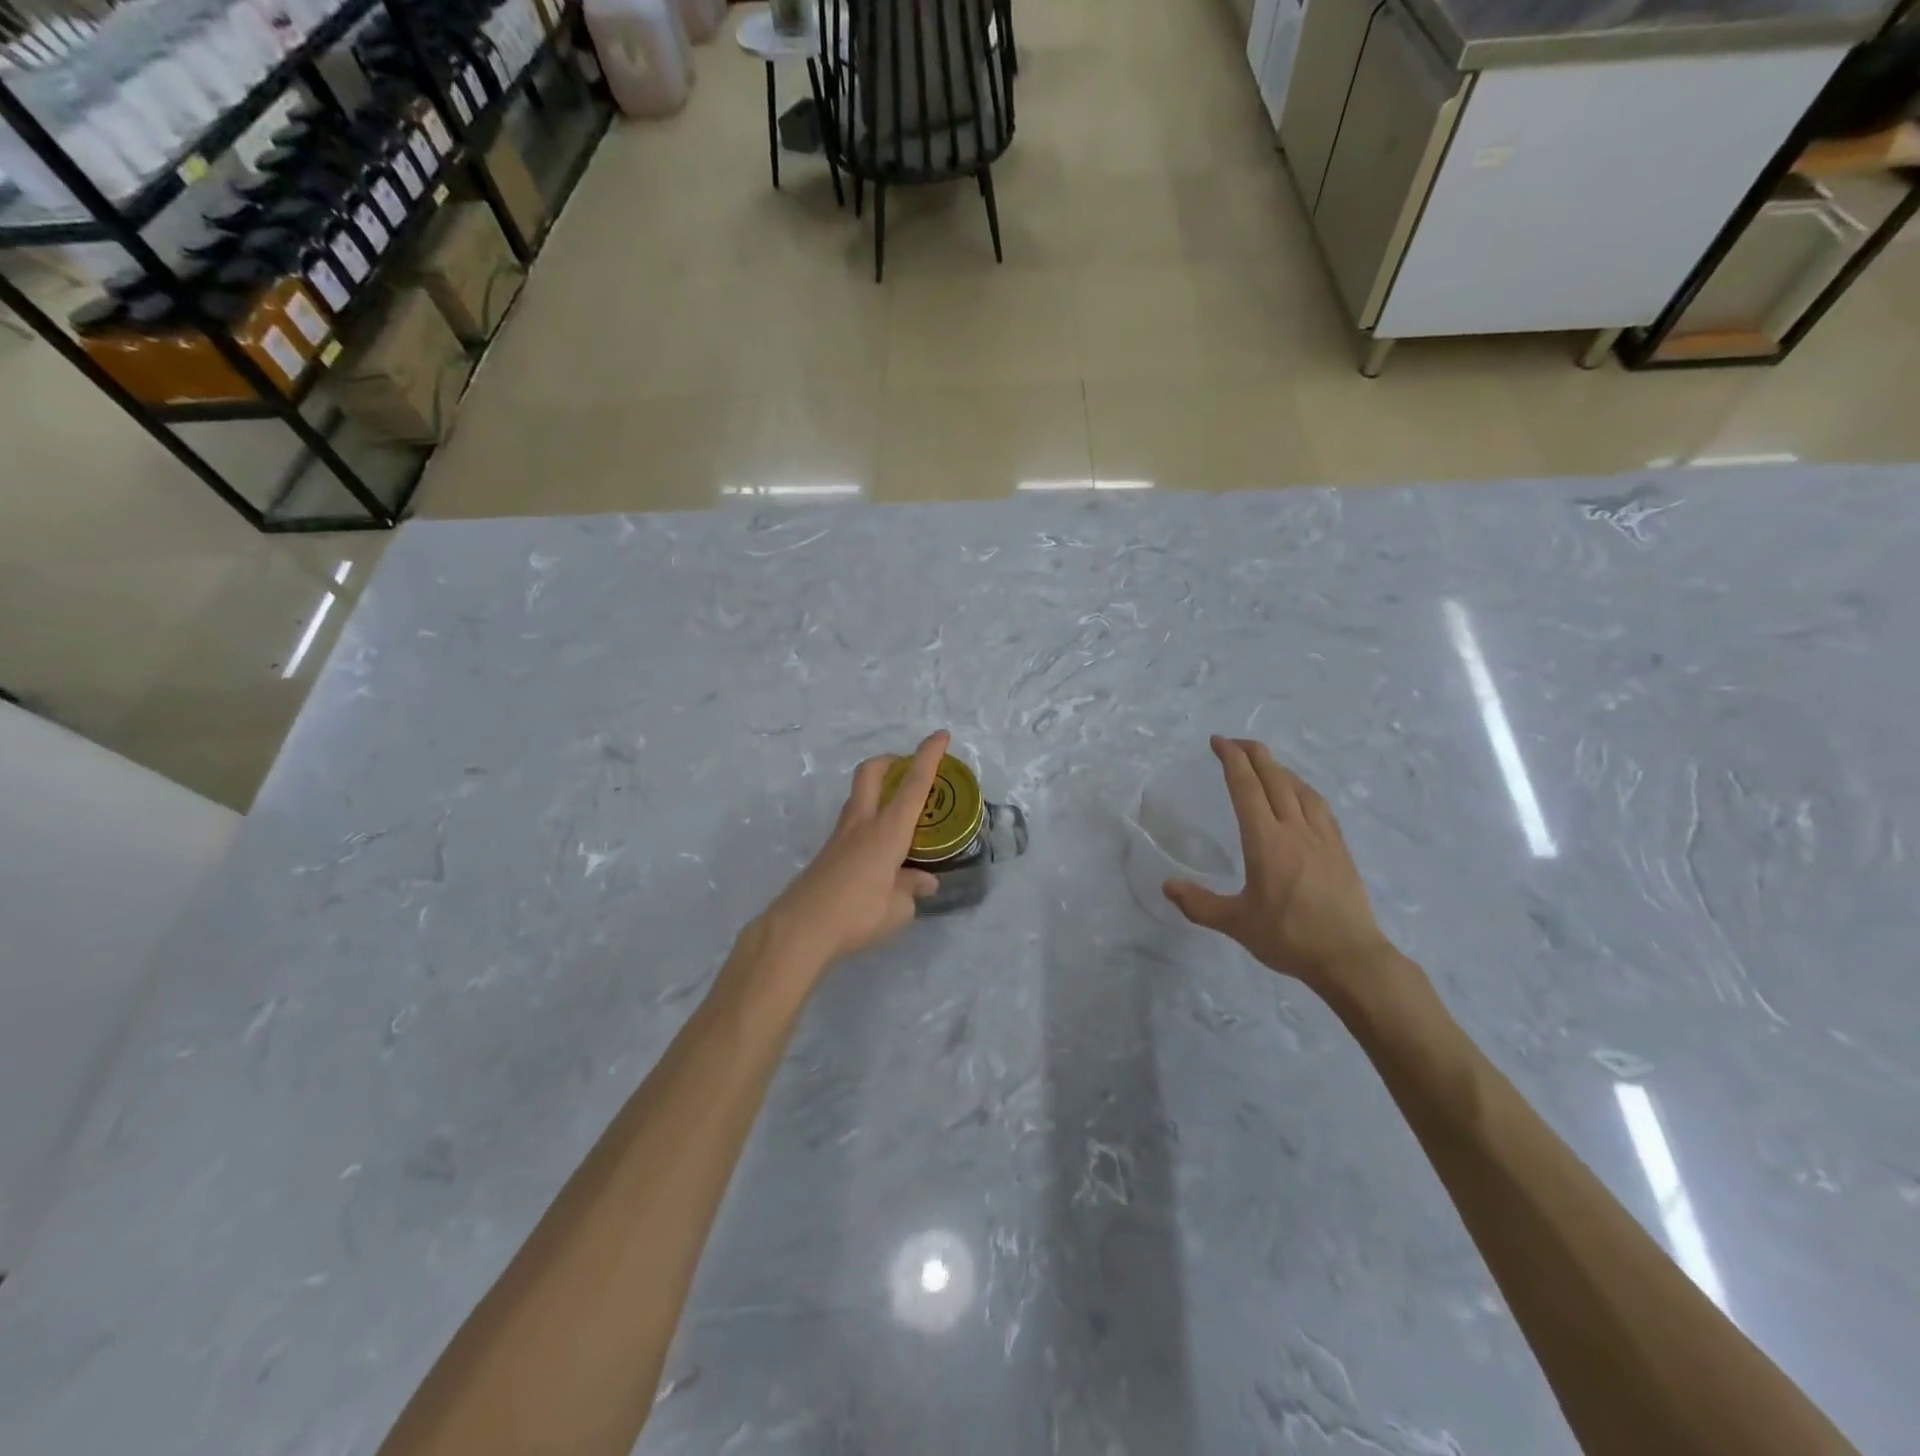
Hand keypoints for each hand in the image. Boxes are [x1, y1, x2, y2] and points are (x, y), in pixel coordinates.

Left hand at [757, 730, 949, 977]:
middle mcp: (863, 824)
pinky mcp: (828, 853)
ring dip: (879, 791)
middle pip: (871, 773)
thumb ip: (911, 888)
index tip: (941, 735)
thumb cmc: (857, 914)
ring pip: (859, 796)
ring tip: (901, 816)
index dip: (928, 756)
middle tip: (908, 768)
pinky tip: (883, 854)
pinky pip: (853, 825)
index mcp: (888, 830)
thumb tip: (924, 882)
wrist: (800, 929)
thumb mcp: (897, 909)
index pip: (914, 784)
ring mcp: (840, 836)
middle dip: (891, 761)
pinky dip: (871, 824)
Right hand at [1164, 737, 1397, 999]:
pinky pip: (1319, 805)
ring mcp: (1322, 837)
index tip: (1217, 742)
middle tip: (1234, 742)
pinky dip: (1302, 789)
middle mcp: (1295, 829)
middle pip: (1274, 778)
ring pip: (1300, 788)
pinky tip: (1300, 796)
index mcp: (1266, 841)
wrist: (1350, 958)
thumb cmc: (1290, 938)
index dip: (1231, 759)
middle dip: (1253, 753)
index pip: (1246, 787)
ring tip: (1264, 765)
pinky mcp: (1339, 849)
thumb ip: (1199, 904)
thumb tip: (1167, 885)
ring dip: (1278, 769)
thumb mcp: (1236, 923)